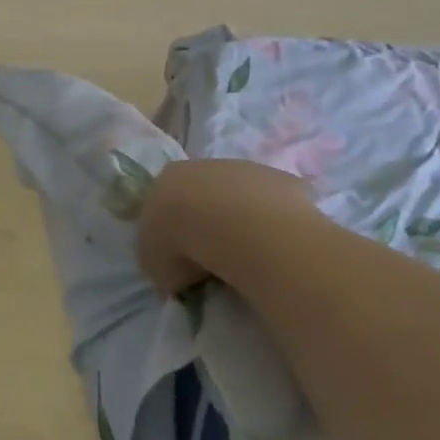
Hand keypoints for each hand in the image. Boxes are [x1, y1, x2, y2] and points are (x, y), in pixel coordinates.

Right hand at [138, 158, 315, 294]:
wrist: (239, 230)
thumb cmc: (185, 245)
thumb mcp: (157, 266)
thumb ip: (163, 263)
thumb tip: (177, 273)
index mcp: (167, 179)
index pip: (165, 202)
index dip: (172, 229)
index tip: (181, 257)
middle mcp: (203, 166)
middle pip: (203, 194)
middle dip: (207, 221)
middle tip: (214, 258)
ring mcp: (246, 169)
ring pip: (241, 196)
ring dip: (242, 220)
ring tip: (248, 257)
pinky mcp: (283, 180)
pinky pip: (276, 206)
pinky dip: (275, 225)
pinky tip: (276, 249)